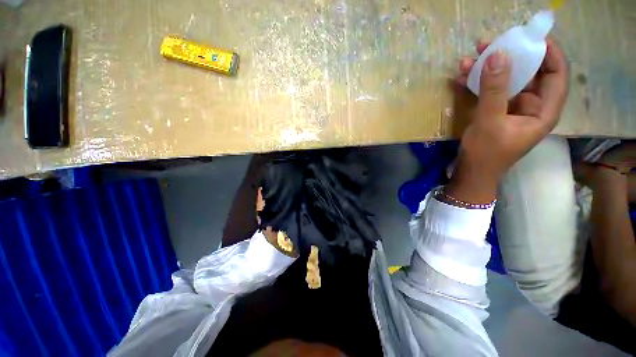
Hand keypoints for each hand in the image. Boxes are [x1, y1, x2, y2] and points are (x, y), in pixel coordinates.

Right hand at [448, 37, 568, 202]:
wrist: (471, 172)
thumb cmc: (485, 153)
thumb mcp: (490, 121)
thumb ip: (495, 89)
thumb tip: (498, 53)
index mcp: (543, 110)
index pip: (556, 73)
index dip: (548, 51)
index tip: (529, 36)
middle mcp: (532, 105)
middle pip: (529, 73)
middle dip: (510, 56)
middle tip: (490, 43)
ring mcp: (513, 108)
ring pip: (507, 80)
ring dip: (489, 69)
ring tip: (470, 57)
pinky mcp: (497, 111)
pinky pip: (492, 91)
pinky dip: (478, 83)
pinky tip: (463, 77)